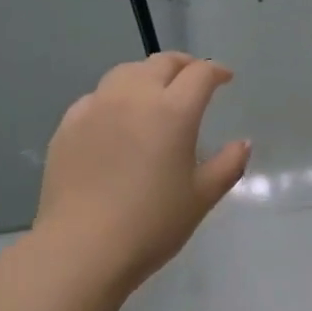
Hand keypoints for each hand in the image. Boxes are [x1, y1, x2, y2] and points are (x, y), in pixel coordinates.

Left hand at [29, 53, 250, 294]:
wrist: (83, 247)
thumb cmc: (153, 224)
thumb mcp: (201, 198)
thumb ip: (228, 165)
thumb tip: (243, 144)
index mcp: (173, 112)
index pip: (199, 74)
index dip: (216, 71)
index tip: (225, 78)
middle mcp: (133, 98)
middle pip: (160, 63)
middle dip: (183, 65)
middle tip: (194, 78)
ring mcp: (95, 108)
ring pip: (124, 73)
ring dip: (147, 75)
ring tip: (155, 92)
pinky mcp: (68, 126)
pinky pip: (96, 97)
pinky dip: (115, 97)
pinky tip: (117, 119)